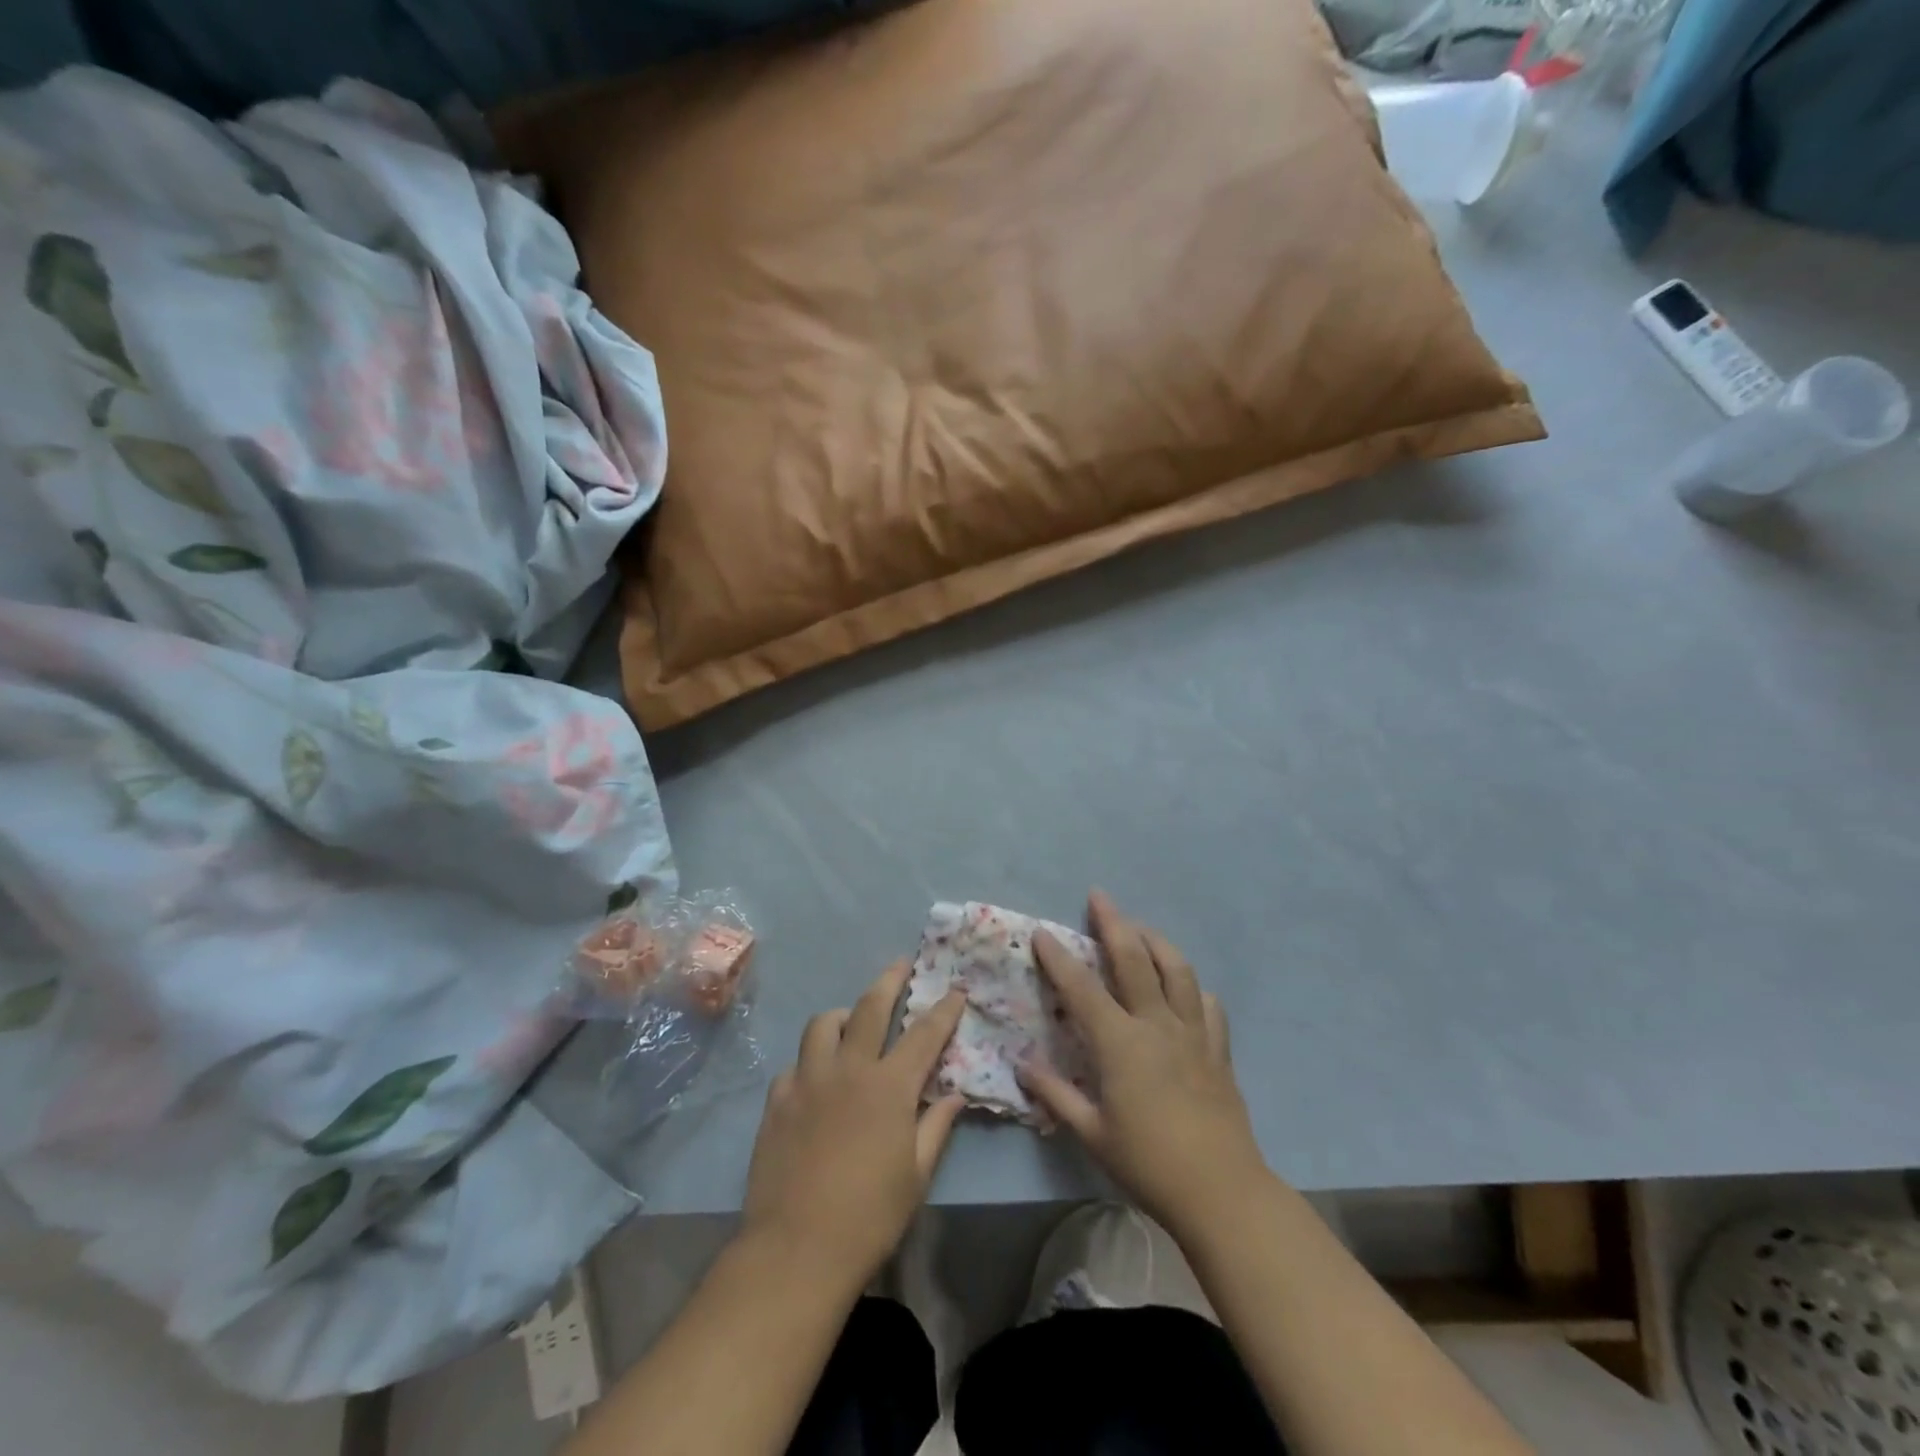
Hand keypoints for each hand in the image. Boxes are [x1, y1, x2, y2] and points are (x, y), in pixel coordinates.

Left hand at [741, 959, 965, 1287]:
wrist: (796, 1249)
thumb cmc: (869, 1216)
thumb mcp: (916, 1176)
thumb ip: (936, 1127)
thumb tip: (953, 1094)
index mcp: (889, 1087)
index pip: (924, 1034)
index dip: (943, 1009)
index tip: (955, 989)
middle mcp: (848, 1070)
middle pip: (869, 1008)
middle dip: (890, 980)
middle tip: (901, 964)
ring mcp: (807, 1081)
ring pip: (823, 1025)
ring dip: (842, 1015)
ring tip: (850, 1022)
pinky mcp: (777, 1101)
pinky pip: (794, 1065)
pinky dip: (810, 1062)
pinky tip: (815, 1080)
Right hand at [1022, 891, 1271, 1241]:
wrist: (1221, 1191)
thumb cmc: (1148, 1163)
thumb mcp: (1092, 1133)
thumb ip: (1056, 1094)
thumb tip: (1023, 1065)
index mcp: (1121, 1043)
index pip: (1082, 989)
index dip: (1059, 958)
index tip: (1042, 933)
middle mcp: (1157, 1024)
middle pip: (1134, 959)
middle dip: (1113, 923)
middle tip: (1099, 897)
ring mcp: (1193, 1033)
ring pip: (1177, 970)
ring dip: (1156, 942)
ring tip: (1141, 929)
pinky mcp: (1218, 1050)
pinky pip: (1208, 1005)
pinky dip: (1193, 988)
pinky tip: (1185, 989)